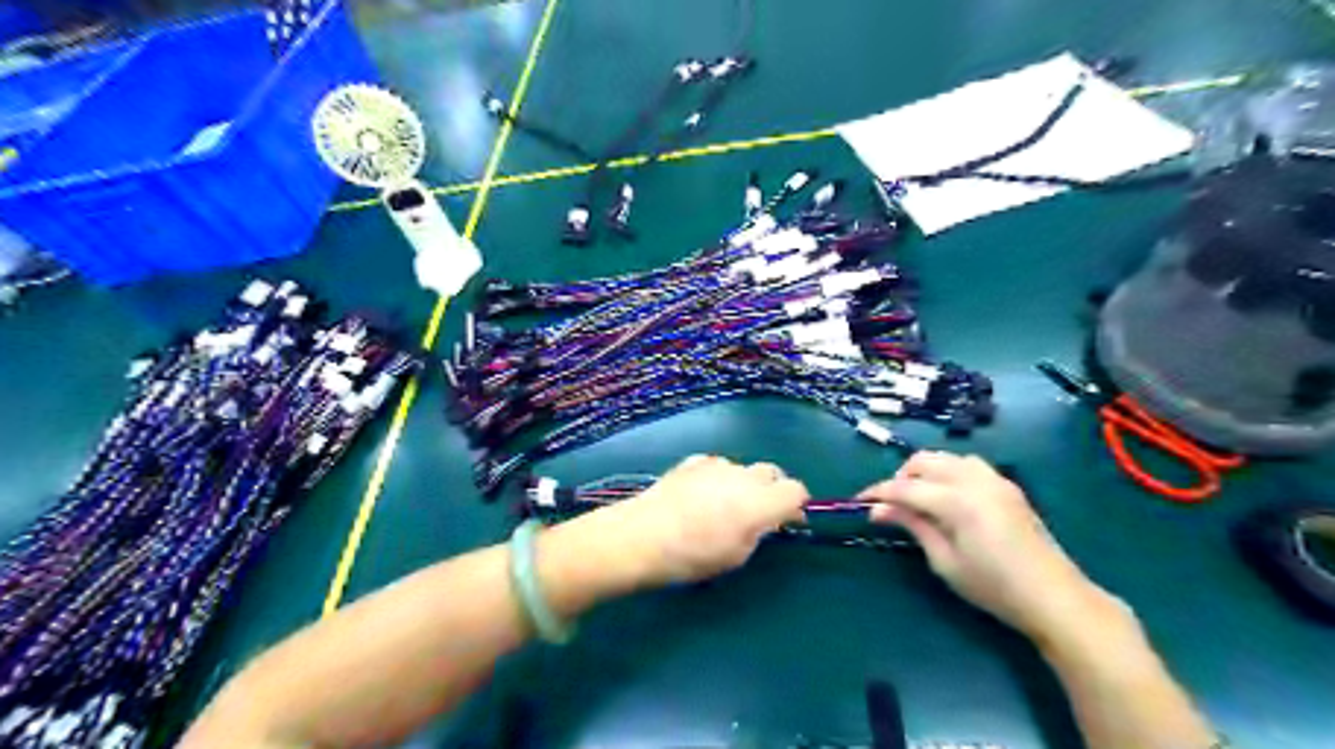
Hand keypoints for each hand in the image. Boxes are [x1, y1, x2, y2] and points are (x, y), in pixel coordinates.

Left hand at [570, 453, 807, 586]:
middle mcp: (743, 476)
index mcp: (759, 502)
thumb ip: (758, 532)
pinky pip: (717, 466)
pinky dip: (718, 477)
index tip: (787, 520)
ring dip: (743, 483)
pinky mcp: (693, 462)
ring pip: (743, 468)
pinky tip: (701, 495)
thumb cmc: (691, 556)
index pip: (796, 490)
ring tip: (723, 505)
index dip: (796, 504)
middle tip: (759, 513)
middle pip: (771, 473)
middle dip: (772, 489)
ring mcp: (716, 465)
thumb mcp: (735, 556)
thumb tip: (765, 521)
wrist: (641, 536)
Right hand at [860, 450, 1112, 643]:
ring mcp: (995, 479)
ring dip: (925, 470)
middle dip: (901, 477)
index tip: (859, 502)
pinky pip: (968, 464)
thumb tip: (878, 509)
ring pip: (946, 457)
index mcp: (957, 500)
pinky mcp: (1007, 486)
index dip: (878, 492)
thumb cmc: (994, 587)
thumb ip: (913, 526)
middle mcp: (975, 480)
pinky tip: (947, 495)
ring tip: (918, 497)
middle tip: (891, 504)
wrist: (1054, 596)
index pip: (905, 487)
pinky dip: (948, 471)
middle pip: (924, 461)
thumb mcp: (944, 561)